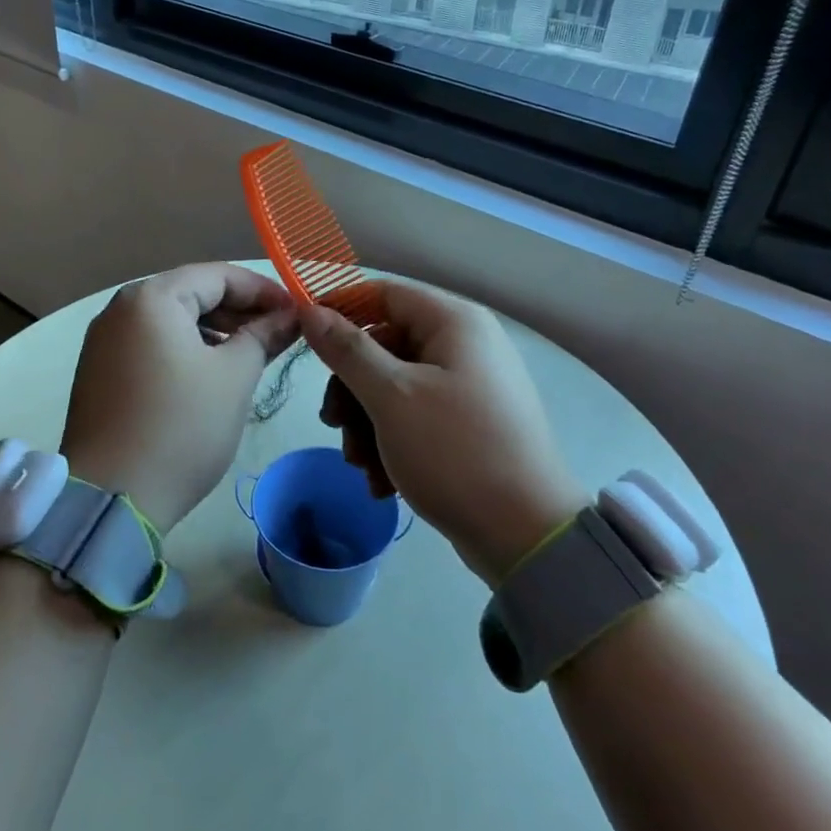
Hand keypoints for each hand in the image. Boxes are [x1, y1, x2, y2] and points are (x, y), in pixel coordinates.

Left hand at [61, 264, 298, 532]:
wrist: (111, 499)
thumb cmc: (181, 427)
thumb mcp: (234, 377)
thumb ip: (264, 336)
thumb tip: (290, 317)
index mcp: (151, 298)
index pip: (218, 275)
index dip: (263, 290)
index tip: (297, 312)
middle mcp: (120, 309)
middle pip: (191, 293)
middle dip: (239, 310)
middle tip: (279, 334)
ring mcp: (104, 341)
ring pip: (171, 321)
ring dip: (214, 331)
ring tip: (250, 354)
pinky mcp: (99, 372)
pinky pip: (151, 345)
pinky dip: (185, 350)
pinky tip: (210, 373)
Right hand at [300, 282, 589, 584]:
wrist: (526, 536)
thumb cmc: (455, 451)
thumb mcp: (391, 396)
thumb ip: (347, 349)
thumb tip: (310, 308)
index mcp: (454, 322)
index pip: (383, 294)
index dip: (340, 309)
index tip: (303, 336)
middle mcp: (465, 345)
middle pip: (385, 346)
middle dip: (352, 389)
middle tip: (333, 425)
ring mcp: (470, 386)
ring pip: (395, 386)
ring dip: (367, 424)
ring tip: (361, 465)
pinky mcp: (469, 424)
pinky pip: (417, 416)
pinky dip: (392, 442)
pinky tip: (382, 482)